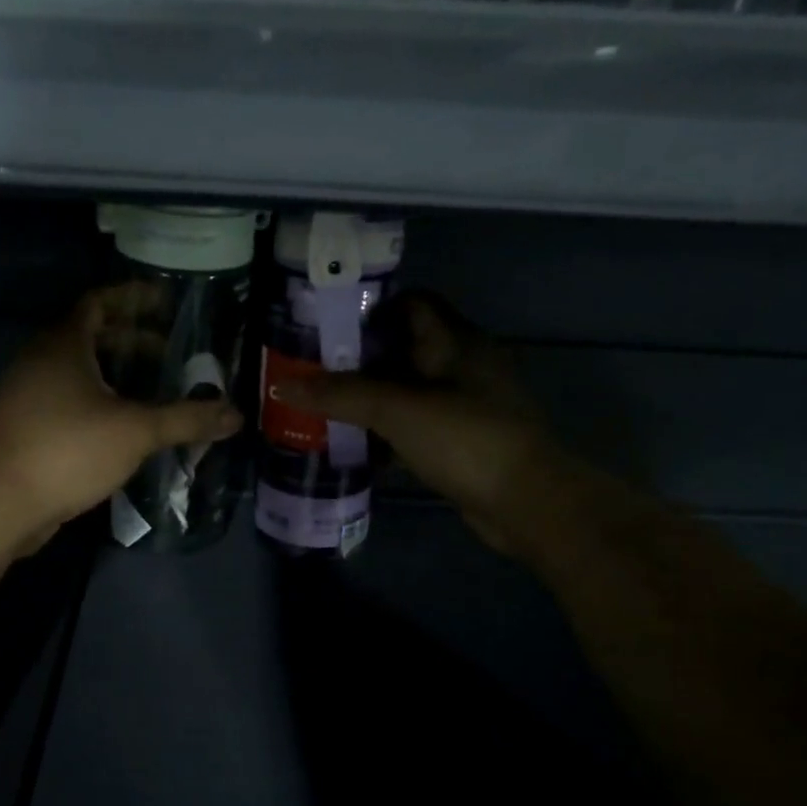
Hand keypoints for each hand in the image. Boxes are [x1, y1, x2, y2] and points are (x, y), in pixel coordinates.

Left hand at [0, 287, 242, 553]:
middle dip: (132, 342)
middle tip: (170, 356)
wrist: (3, 503)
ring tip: (152, 391)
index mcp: (63, 344)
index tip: (166, 303)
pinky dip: (98, 401)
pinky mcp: (25, 426)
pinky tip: (123, 426)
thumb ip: (186, 420)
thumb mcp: (136, 432)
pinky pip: (68, 399)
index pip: (99, 303)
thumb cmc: (69, 451)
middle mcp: (40, 360)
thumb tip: (235, 415)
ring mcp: (27, 394)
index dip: (134, 299)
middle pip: (90, 336)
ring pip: (78, 371)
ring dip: (115, 375)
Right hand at [273, 295, 559, 556]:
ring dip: (372, 398)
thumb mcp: (398, 410)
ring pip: (409, 390)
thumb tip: (281, 384)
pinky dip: (389, 431)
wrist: (525, 502)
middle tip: (314, 371)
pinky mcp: (463, 440)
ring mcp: (466, 405)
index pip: (411, 303)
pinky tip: (358, 445)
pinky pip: (417, 425)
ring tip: (326, 407)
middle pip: (405, 348)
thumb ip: (341, 395)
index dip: (369, 309)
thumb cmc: (466, 439)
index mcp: (456, 341)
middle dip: (361, 358)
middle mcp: (464, 365)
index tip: (326, 327)